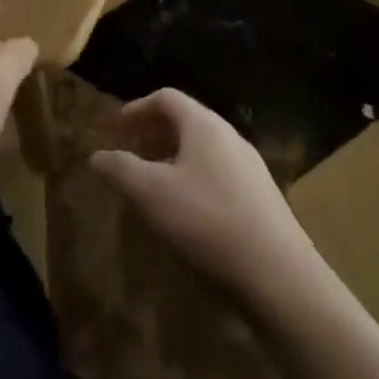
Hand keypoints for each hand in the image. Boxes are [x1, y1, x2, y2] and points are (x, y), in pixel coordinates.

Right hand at [92, 89, 318, 311]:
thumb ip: (120, 169)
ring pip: (204, 151)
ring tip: (155, 186)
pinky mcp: (263, 202)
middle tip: (132, 153)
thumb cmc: (208, 222)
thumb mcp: (151, 194)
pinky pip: (220, 177)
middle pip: (187, 122)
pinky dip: (195, 182)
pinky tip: (188, 216)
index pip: (167, 98)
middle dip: (155, 134)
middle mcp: (231, 138)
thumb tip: (96, 155)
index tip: (117, 128)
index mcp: (205, 125)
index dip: (137, 108)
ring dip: (175, 160)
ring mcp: (252, 170)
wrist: (282, 280)